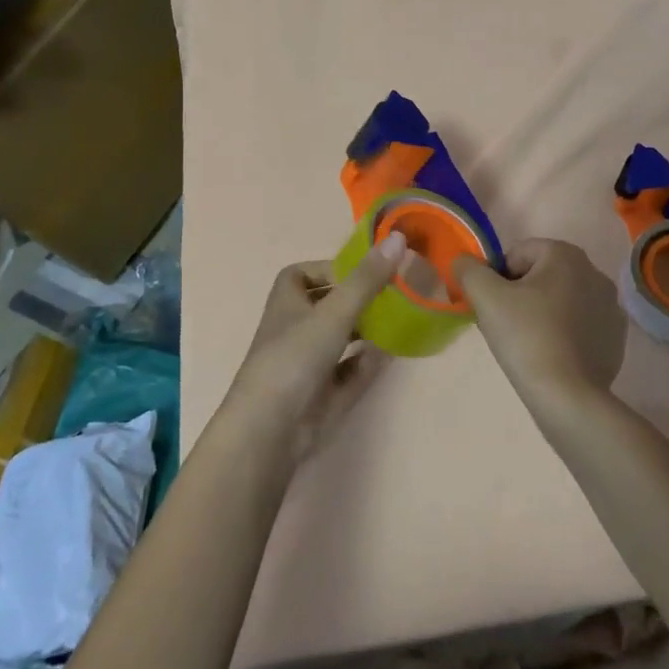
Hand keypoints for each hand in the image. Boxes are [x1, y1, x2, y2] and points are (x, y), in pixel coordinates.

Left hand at [222, 233, 404, 465]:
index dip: (329, 270)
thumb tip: (398, 237)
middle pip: (324, 307)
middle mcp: (293, 329)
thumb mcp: (335, 311)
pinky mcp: (318, 396)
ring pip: (336, 341)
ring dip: (362, 332)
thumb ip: (367, 278)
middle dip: (355, 301)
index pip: (302, 274)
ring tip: (394, 322)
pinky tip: (384, 359)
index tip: (362, 272)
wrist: (270, 430)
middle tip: (389, 295)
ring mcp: (305, 365)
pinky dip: (363, 365)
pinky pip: (345, 374)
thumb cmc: (295, 356)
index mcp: (287, 302)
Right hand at [455, 239, 625, 423]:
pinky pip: (580, 324)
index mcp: (566, 255)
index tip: (493, 306)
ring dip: (543, 312)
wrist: (568, 397)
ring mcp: (610, 306)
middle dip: (521, 294)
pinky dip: (564, 333)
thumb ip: (469, 269)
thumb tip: (463, 261)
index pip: (518, 254)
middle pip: (541, 275)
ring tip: (529, 343)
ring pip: (561, 299)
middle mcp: (595, 272)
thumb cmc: (526, 337)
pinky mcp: (615, 337)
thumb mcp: (485, 296)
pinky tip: (553, 355)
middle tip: (506, 325)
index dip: (498, 278)